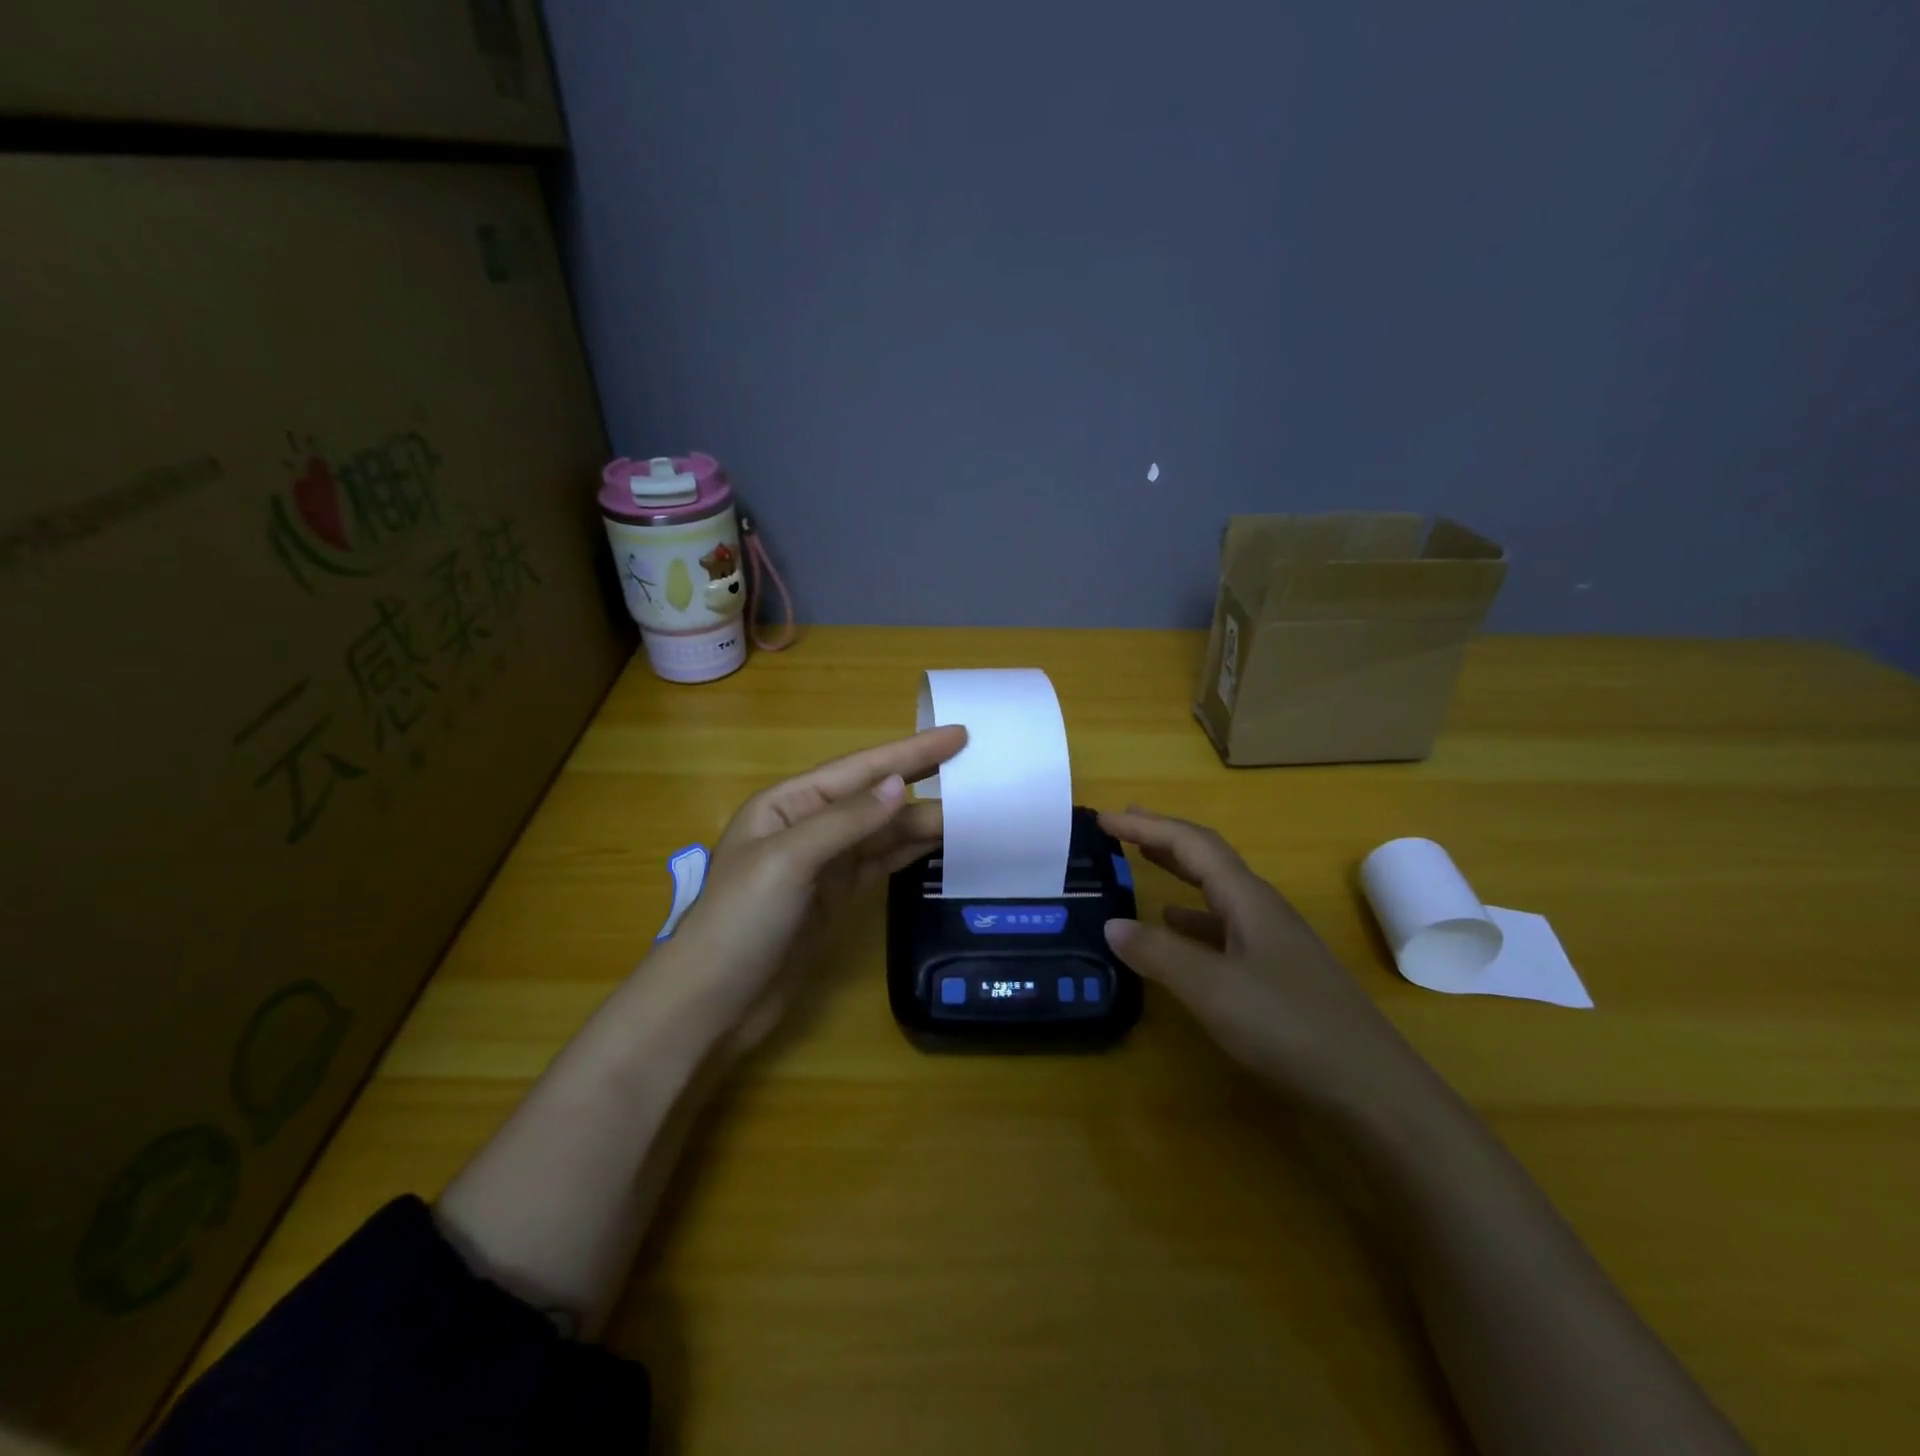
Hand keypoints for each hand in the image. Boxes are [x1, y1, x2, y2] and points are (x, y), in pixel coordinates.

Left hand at [658, 725, 966, 1054]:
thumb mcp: (788, 861)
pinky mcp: (835, 898)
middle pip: (876, 798)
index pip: (860, 769)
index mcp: (789, 804)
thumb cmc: (740, 921)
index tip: (957, 735)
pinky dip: (909, 852)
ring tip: (972, 809)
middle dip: (923, 781)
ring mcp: (823, 864)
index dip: (911, 752)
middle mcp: (808, 826)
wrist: (712, 1003)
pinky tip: (938, 843)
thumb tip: (901, 784)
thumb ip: (846, 821)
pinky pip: (880, 864)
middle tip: (976, 768)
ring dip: (923, 820)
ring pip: (883, 833)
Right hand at [1100, 808, 1423, 1110]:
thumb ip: (1159, 953)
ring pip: (1216, 889)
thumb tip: (1112, 924)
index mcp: (1248, 898)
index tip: (1105, 817)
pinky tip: (1176, 927)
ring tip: (1143, 861)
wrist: (1370, 1085)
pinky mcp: (1276, 969)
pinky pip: (1223, 924)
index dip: (1146, 826)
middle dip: (1163, 835)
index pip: (1191, 844)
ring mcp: (1272, 939)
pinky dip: (1192, 916)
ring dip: (1178, 869)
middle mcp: (1261, 908)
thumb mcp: (1212, 989)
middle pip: (1207, 857)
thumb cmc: (1289, 1026)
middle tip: (1123, 824)